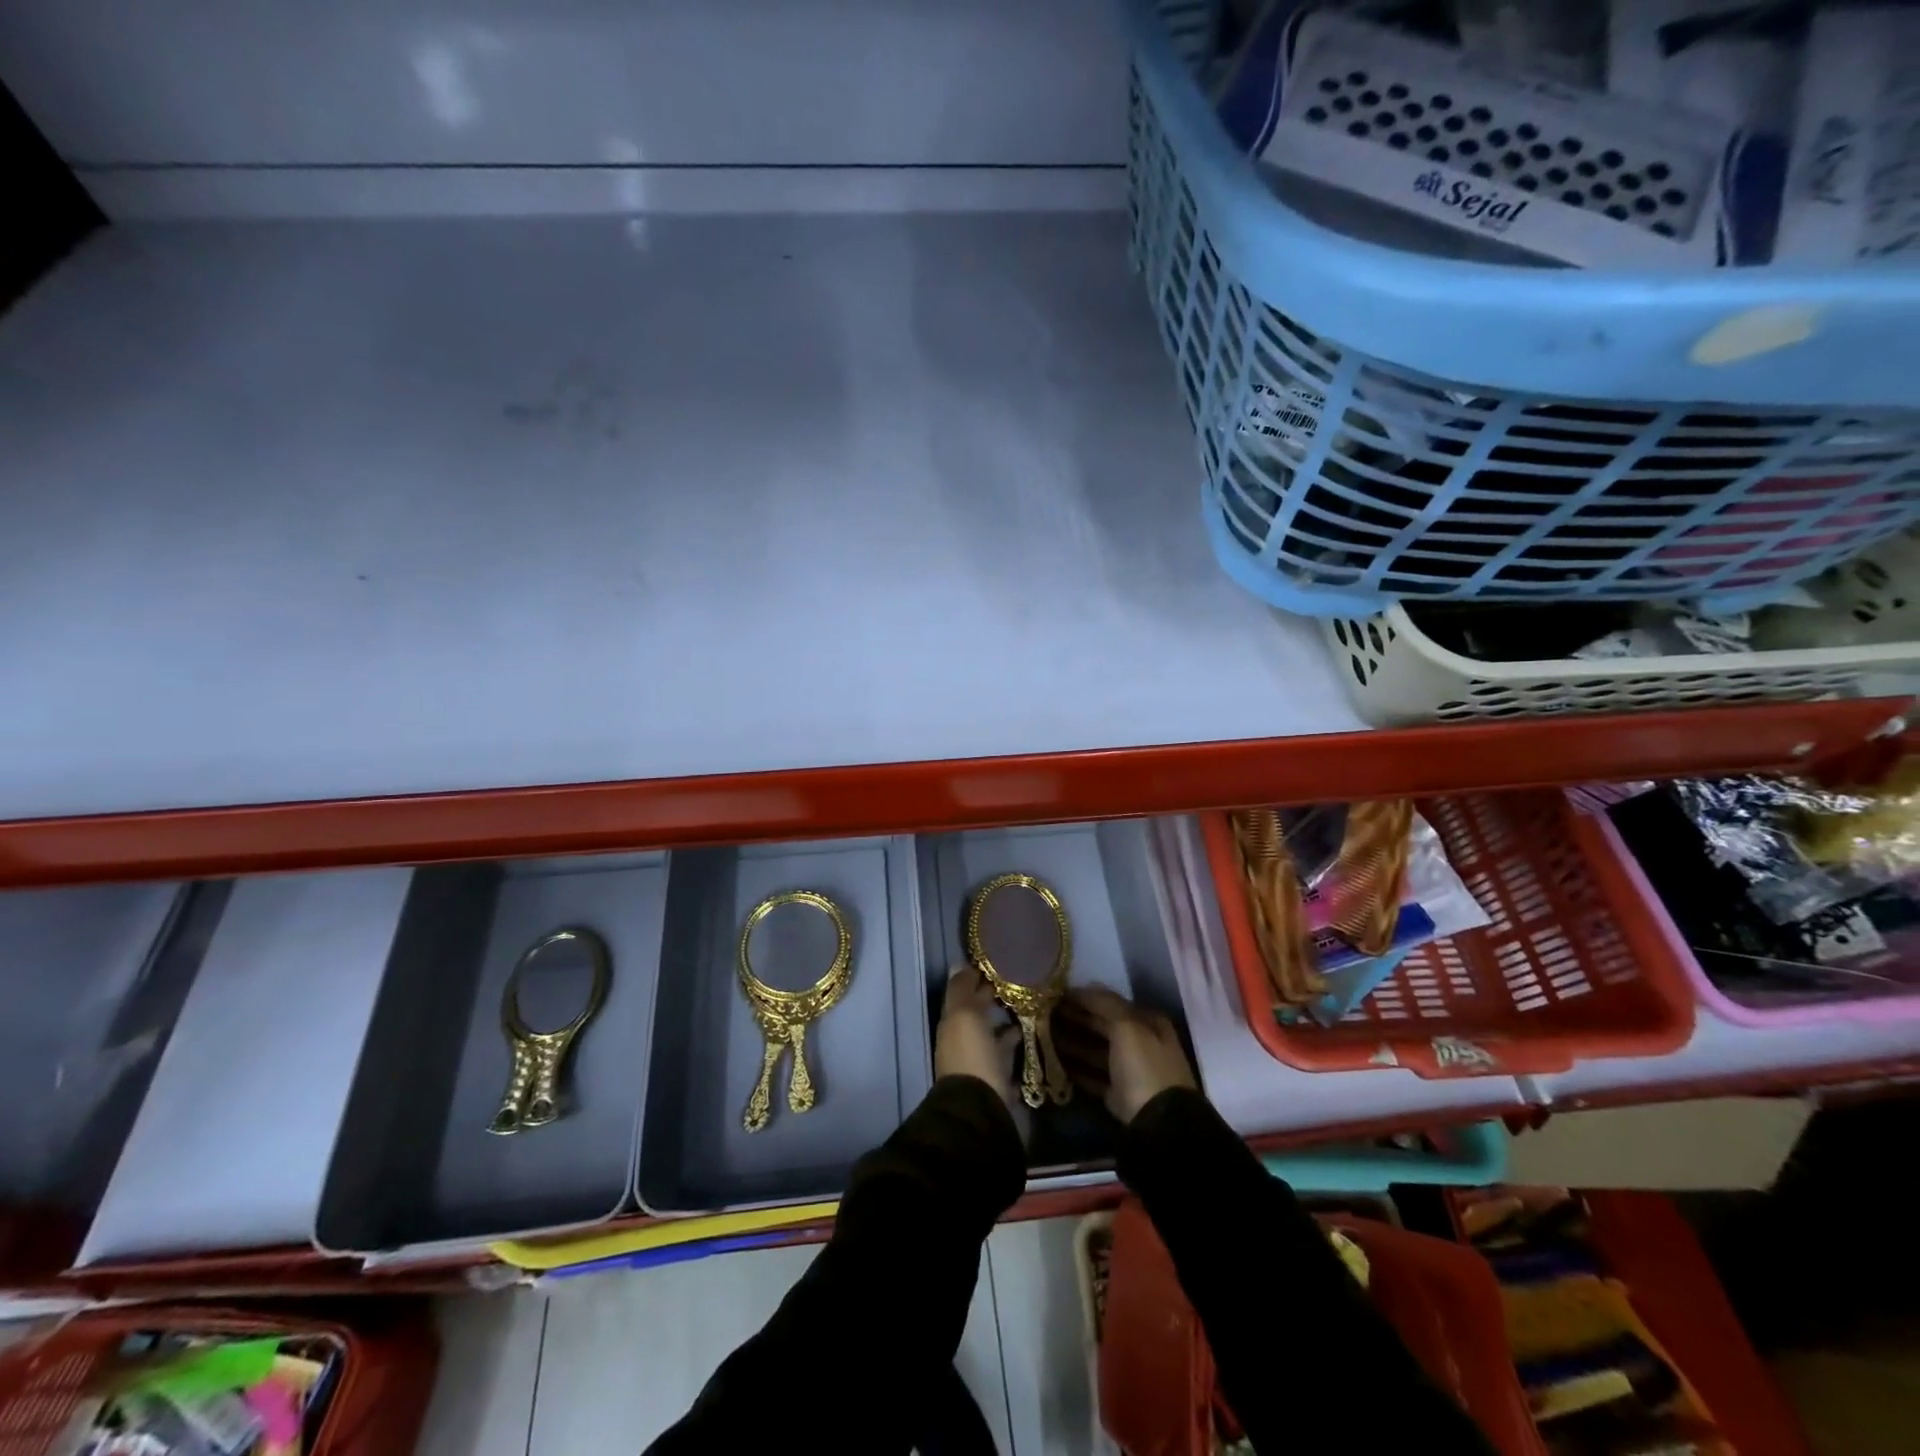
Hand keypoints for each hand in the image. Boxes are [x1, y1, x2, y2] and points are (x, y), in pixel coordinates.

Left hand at [935, 965, 1018, 1110]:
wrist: (981, 1108)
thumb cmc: (972, 1054)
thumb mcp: (964, 1015)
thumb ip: (962, 990)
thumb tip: (959, 964)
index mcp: (952, 1022)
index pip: (963, 992)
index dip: (977, 976)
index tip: (1000, 961)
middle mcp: (964, 1039)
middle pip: (978, 1012)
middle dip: (993, 996)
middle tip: (1020, 979)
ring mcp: (981, 1059)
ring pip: (993, 1032)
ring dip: (1006, 1020)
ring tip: (1029, 1003)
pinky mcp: (998, 1078)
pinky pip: (1007, 1053)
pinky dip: (1015, 1042)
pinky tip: (1031, 1032)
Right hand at [1053, 986, 1196, 1124]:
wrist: (1159, 1124)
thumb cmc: (1144, 1067)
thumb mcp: (1126, 1027)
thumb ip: (1104, 1004)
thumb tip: (1083, 986)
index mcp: (1148, 1023)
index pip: (1111, 1004)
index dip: (1085, 998)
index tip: (1057, 995)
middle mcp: (1141, 1043)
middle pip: (1103, 1026)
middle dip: (1076, 1020)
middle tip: (1044, 1014)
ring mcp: (1130, 1071)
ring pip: (1096, 1051)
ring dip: (1073, 1043)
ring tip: (1044, 1036)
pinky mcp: (1119, 1096)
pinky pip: (1094, 1076)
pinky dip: (1077, 1070)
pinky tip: (1056, 1063)